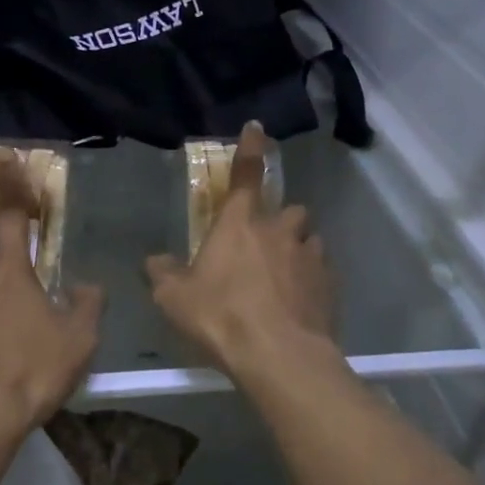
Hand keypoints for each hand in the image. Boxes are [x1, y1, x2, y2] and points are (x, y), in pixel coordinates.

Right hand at [145, 122, 336, 380]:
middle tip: (265, 244)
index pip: (246, 174)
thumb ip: (163, 274)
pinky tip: (300, 303)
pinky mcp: (330, 284)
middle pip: (287, 209)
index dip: (251, 148)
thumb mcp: (174, 299)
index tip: (257, 128)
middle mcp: (279, 230)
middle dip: (279, 220)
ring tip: (285, 275)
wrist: (279, 356)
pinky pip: (322, 271)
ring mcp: (309, 255)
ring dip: (298, 248)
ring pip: (309, 238)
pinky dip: (311, 279)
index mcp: (240, 223)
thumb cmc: (221, 317)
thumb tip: (154, 261)